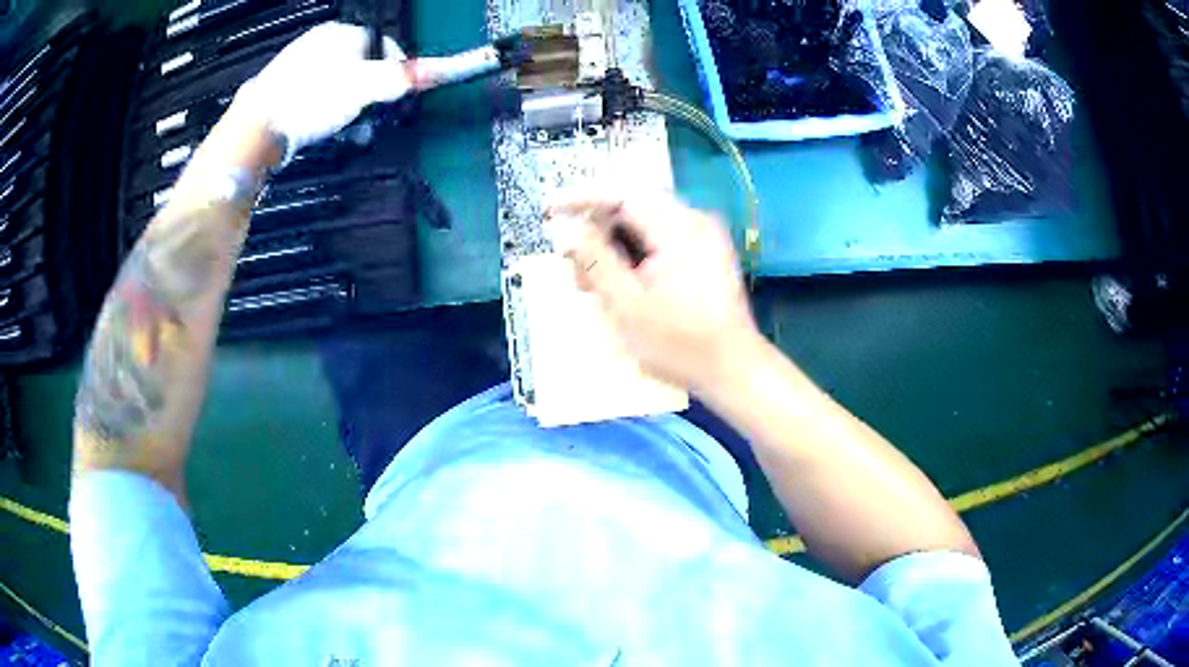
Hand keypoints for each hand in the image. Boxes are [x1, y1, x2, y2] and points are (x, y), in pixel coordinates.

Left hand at [234, 22, 409, 159]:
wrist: (255, 129)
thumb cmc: (311, 100)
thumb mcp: (362, 87)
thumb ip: (400, 78)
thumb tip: (439, 70)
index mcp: (339, 33)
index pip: (384, 46)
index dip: (395, 73)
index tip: (396, 100)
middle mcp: (318, 43)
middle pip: (361, 68)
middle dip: (371, 96)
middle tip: (371, 119)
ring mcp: (297, 67)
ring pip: (338, 86)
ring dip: (350, 109)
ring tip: (348, 130)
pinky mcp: (282, 92)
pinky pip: (316, 99)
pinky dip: (325, 114)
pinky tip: (323, 130)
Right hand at [548, 191, 760, 393]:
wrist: (735, 369)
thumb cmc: (680, 344)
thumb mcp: (627, 305)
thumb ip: (595, 261)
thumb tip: (568, 230)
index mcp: (678, 228)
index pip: (622, 193)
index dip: (581, 197)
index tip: (549, 209)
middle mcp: (694, 221)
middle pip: (632, 207)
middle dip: (596, 230)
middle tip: (572, 265)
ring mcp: (703, 237)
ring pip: (644, 224)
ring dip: (613, 246)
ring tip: (590, 283)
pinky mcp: (705, 253)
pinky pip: (660, 239)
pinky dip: (634, 254)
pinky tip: (619, 284)